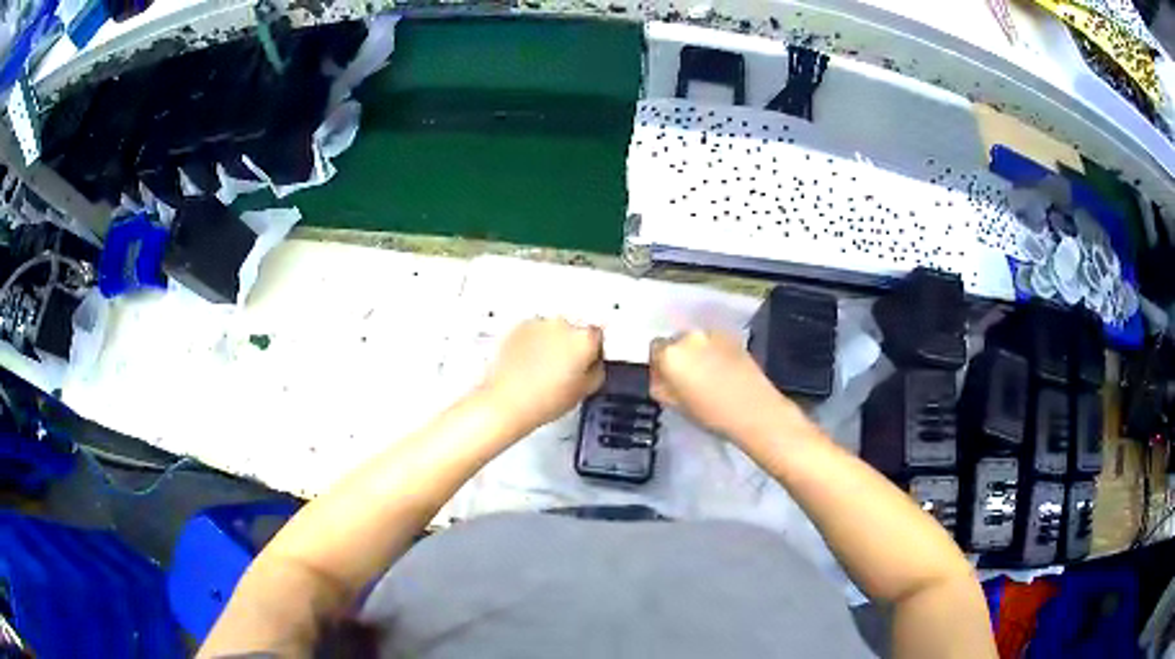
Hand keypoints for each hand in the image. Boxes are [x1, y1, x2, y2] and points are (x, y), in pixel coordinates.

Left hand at [481, 318, 604, 433]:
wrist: (507, 402)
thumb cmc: (542, 400)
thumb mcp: (585, 390)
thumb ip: (597, 369)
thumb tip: (594, 363)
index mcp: (584, 339)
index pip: (599, 336)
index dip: (594, 350)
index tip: (588, 361)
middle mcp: (563, 324)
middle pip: (575, 329)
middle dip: (572, 345)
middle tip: (565, 367)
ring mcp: (539, 324)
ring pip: (554, 329)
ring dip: (552, 342)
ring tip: (544, 367)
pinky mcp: (519, 327)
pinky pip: (534, 331)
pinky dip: (534, 341)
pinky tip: (531, 362)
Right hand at [650, 330, 795, 440]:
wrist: (755, 410)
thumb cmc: (711, 414)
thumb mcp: (675, 405)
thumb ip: (661, 385)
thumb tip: (660, 376)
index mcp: (670, 354)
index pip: (655, 349)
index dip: (660, 365)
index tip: (669, 379)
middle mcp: (689, 337)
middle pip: (676, 341)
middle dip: (680, 356)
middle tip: (689, 378)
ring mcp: (713, 334)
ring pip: (697, 340)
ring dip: (698, 352)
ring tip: (710, 374)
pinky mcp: (733, 337)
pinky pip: (715, 341)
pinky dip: (715, 351)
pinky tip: (724, 370)